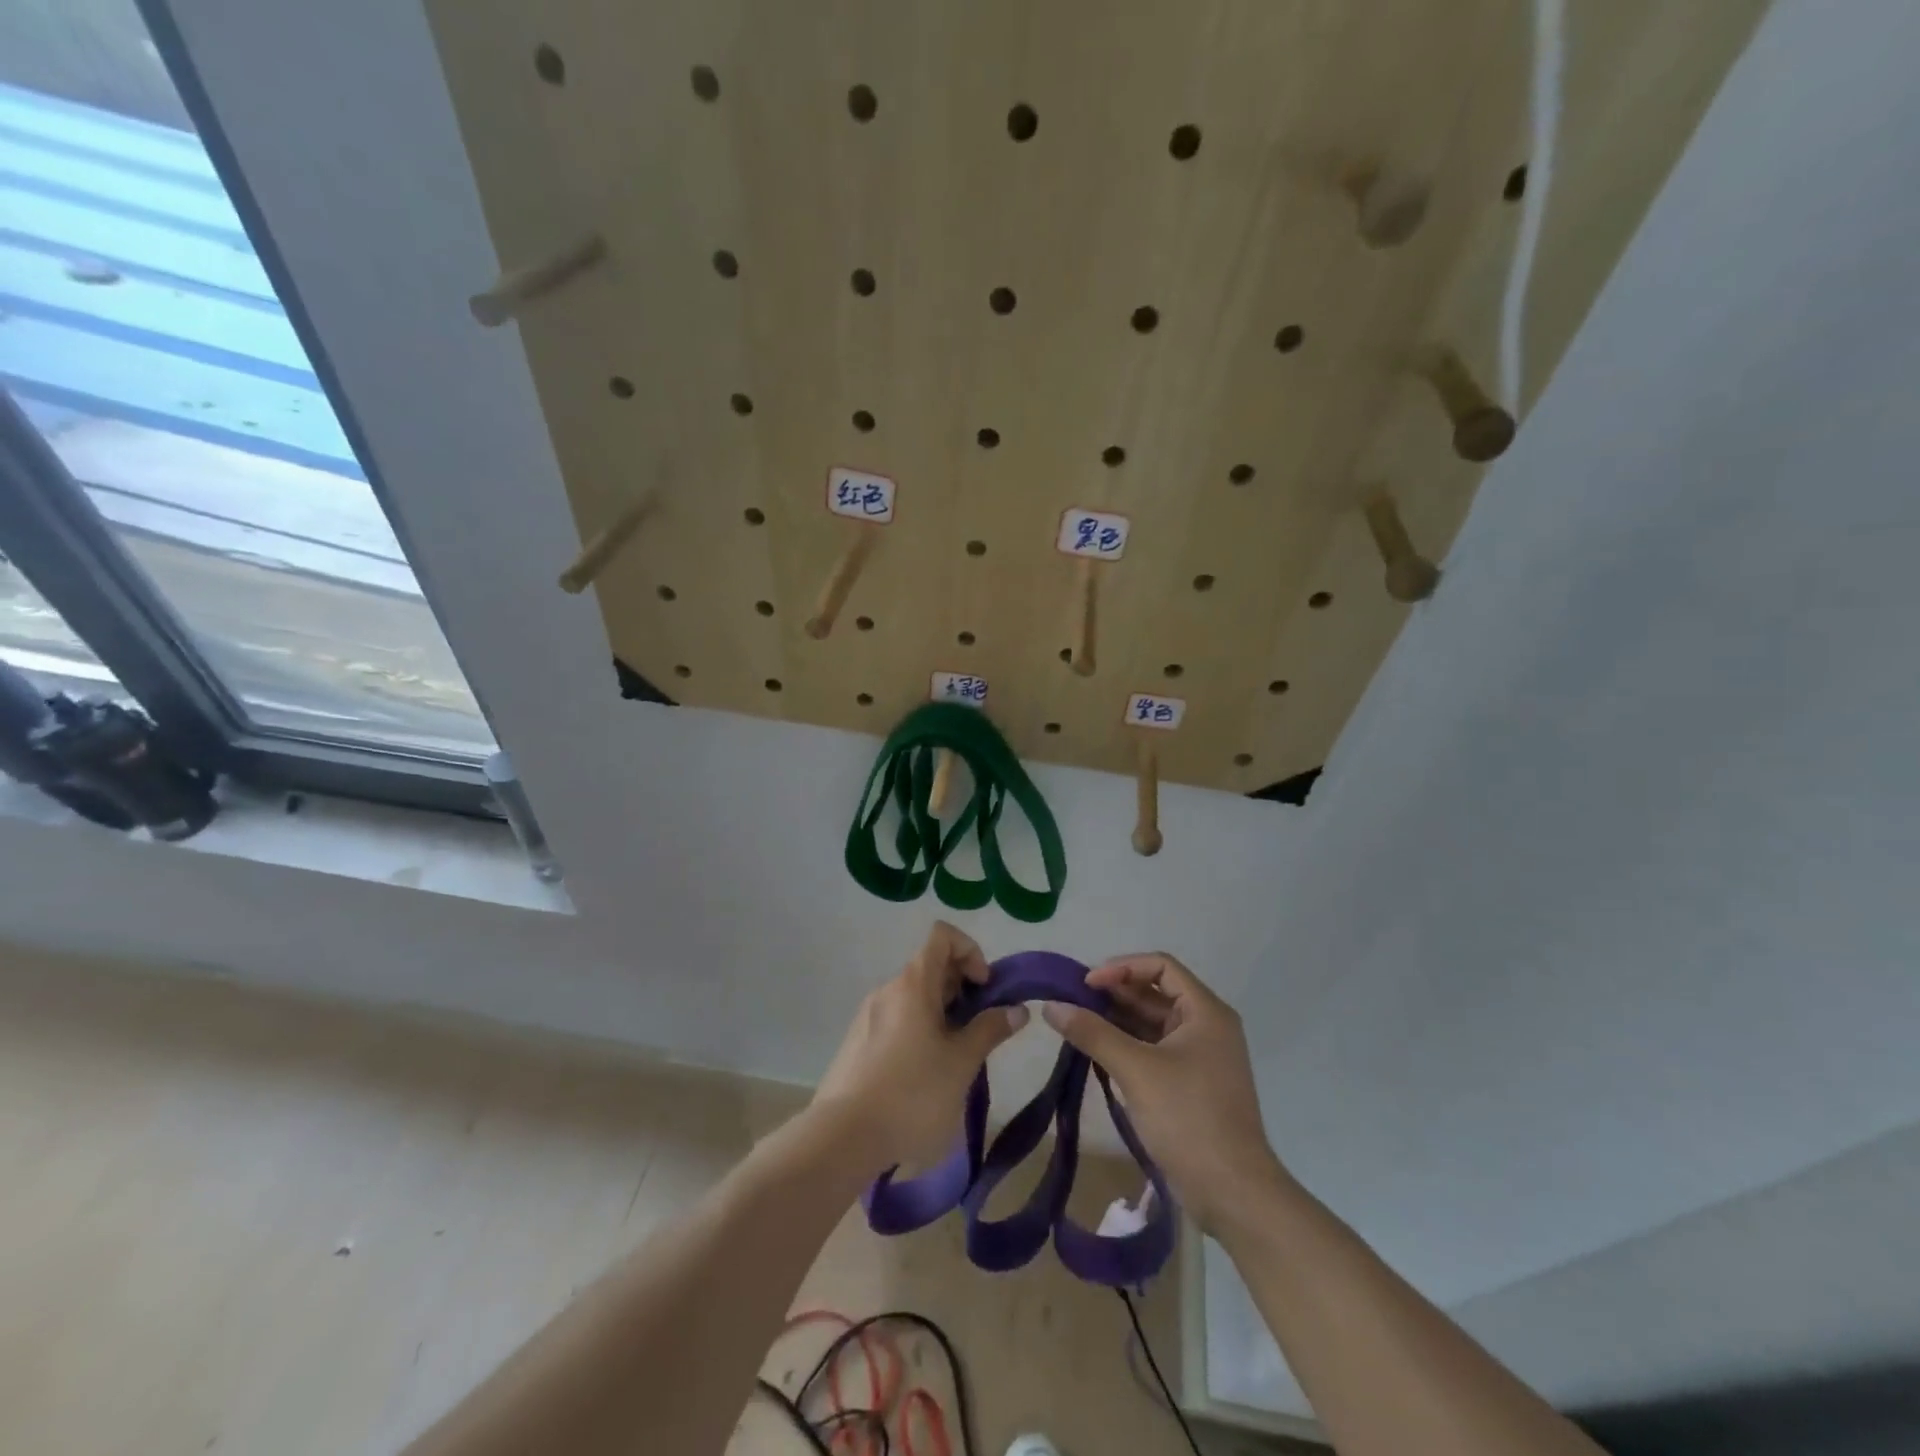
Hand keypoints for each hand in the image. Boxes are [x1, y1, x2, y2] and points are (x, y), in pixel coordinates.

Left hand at [813, 922, 1027, 1173]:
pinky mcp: (857, 1043)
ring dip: (943, 1013)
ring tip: (956, 1058)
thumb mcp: (961, 1063)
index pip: (942, 936)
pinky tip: (926, 1075)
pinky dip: (919, 1031)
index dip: (971, 951)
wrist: (843, 1138)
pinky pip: (897, 1020)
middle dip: (962, 988)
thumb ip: (990, 1029)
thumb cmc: (912, 1094)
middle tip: (980, 1029)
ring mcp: (868, 1016)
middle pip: (931, 966)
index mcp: (913, 984)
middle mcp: (888, 989)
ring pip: (914, 997)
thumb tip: (1017, 1008)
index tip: (984, 988)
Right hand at [1043, 953, 1281, 1231]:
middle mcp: (1206, 1026)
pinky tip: (1097, 1052)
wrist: (1233, 1194)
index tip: (1086, 984)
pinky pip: (1154, 1049)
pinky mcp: (1190, 1084)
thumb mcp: (1136, 1070)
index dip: (1122, 968)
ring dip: (1117, 1020)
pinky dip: (1126, 1045)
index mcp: (1205, 1012)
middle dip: (1114, 994)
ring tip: (1078, 1024)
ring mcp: (1200, 1057)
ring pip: (1152, 1023)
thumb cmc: (1189, 1119)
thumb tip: (1050, 1006)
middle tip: (1073, 1002)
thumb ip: (1092, 1033)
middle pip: (1155, 992)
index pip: (1161, 966)